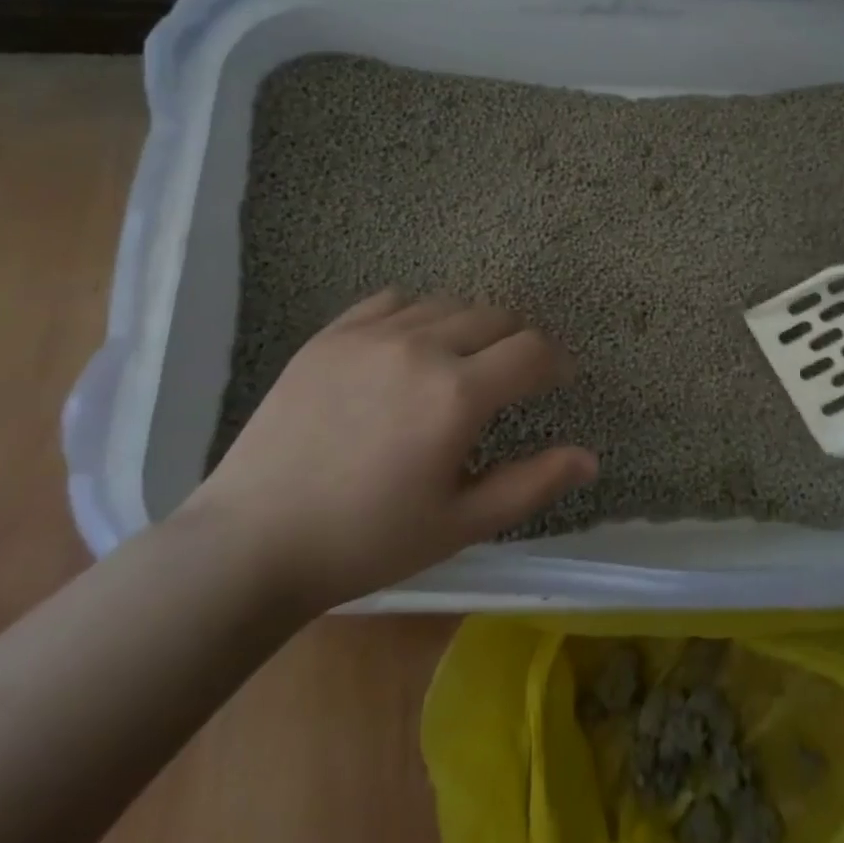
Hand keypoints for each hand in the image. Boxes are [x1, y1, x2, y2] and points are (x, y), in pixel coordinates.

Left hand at [182, 290, 597, 612]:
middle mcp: (422, 346)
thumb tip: (591, 458)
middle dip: (518, 342)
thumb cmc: (367, 541)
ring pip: (448, 304)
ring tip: (461, 362)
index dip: (556, 362)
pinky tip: (410, 346)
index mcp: (458, 394)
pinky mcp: (332, 333)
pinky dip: (418, 315)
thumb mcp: (460, 524)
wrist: (252, 541)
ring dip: (471, 327)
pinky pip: (394, 300)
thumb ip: (533, 483)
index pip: (533, 350)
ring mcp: (373, 333)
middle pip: (496, 316)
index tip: (557, 381)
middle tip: (511, 377)